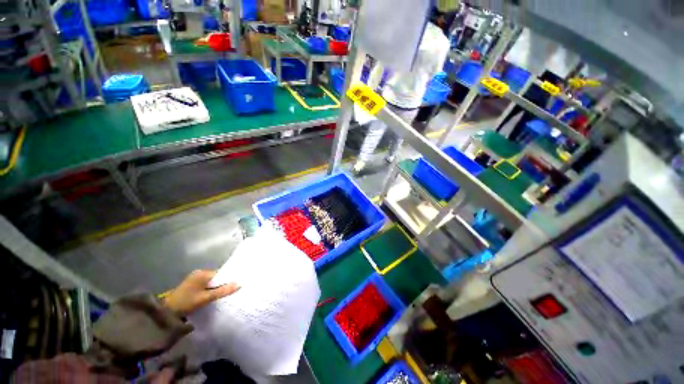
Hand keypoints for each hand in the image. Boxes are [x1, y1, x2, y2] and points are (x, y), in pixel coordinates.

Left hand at [163, 270, 239, 316]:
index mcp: (202, 273)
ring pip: (211, 283)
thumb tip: (239, 284)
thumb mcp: (206, 298)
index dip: (228, 279)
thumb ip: (222, 291)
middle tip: (231, 292)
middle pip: (216, 278)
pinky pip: (205, 286)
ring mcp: (194, 280)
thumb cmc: (186, 303)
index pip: (221, 274)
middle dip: (223, 284)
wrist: (165, 313)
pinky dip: (210, 291)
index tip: (236, 285)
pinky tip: (212, 297)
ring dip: (216, 288)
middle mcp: (199, 273)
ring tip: (223, 295)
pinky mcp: (191, 286)